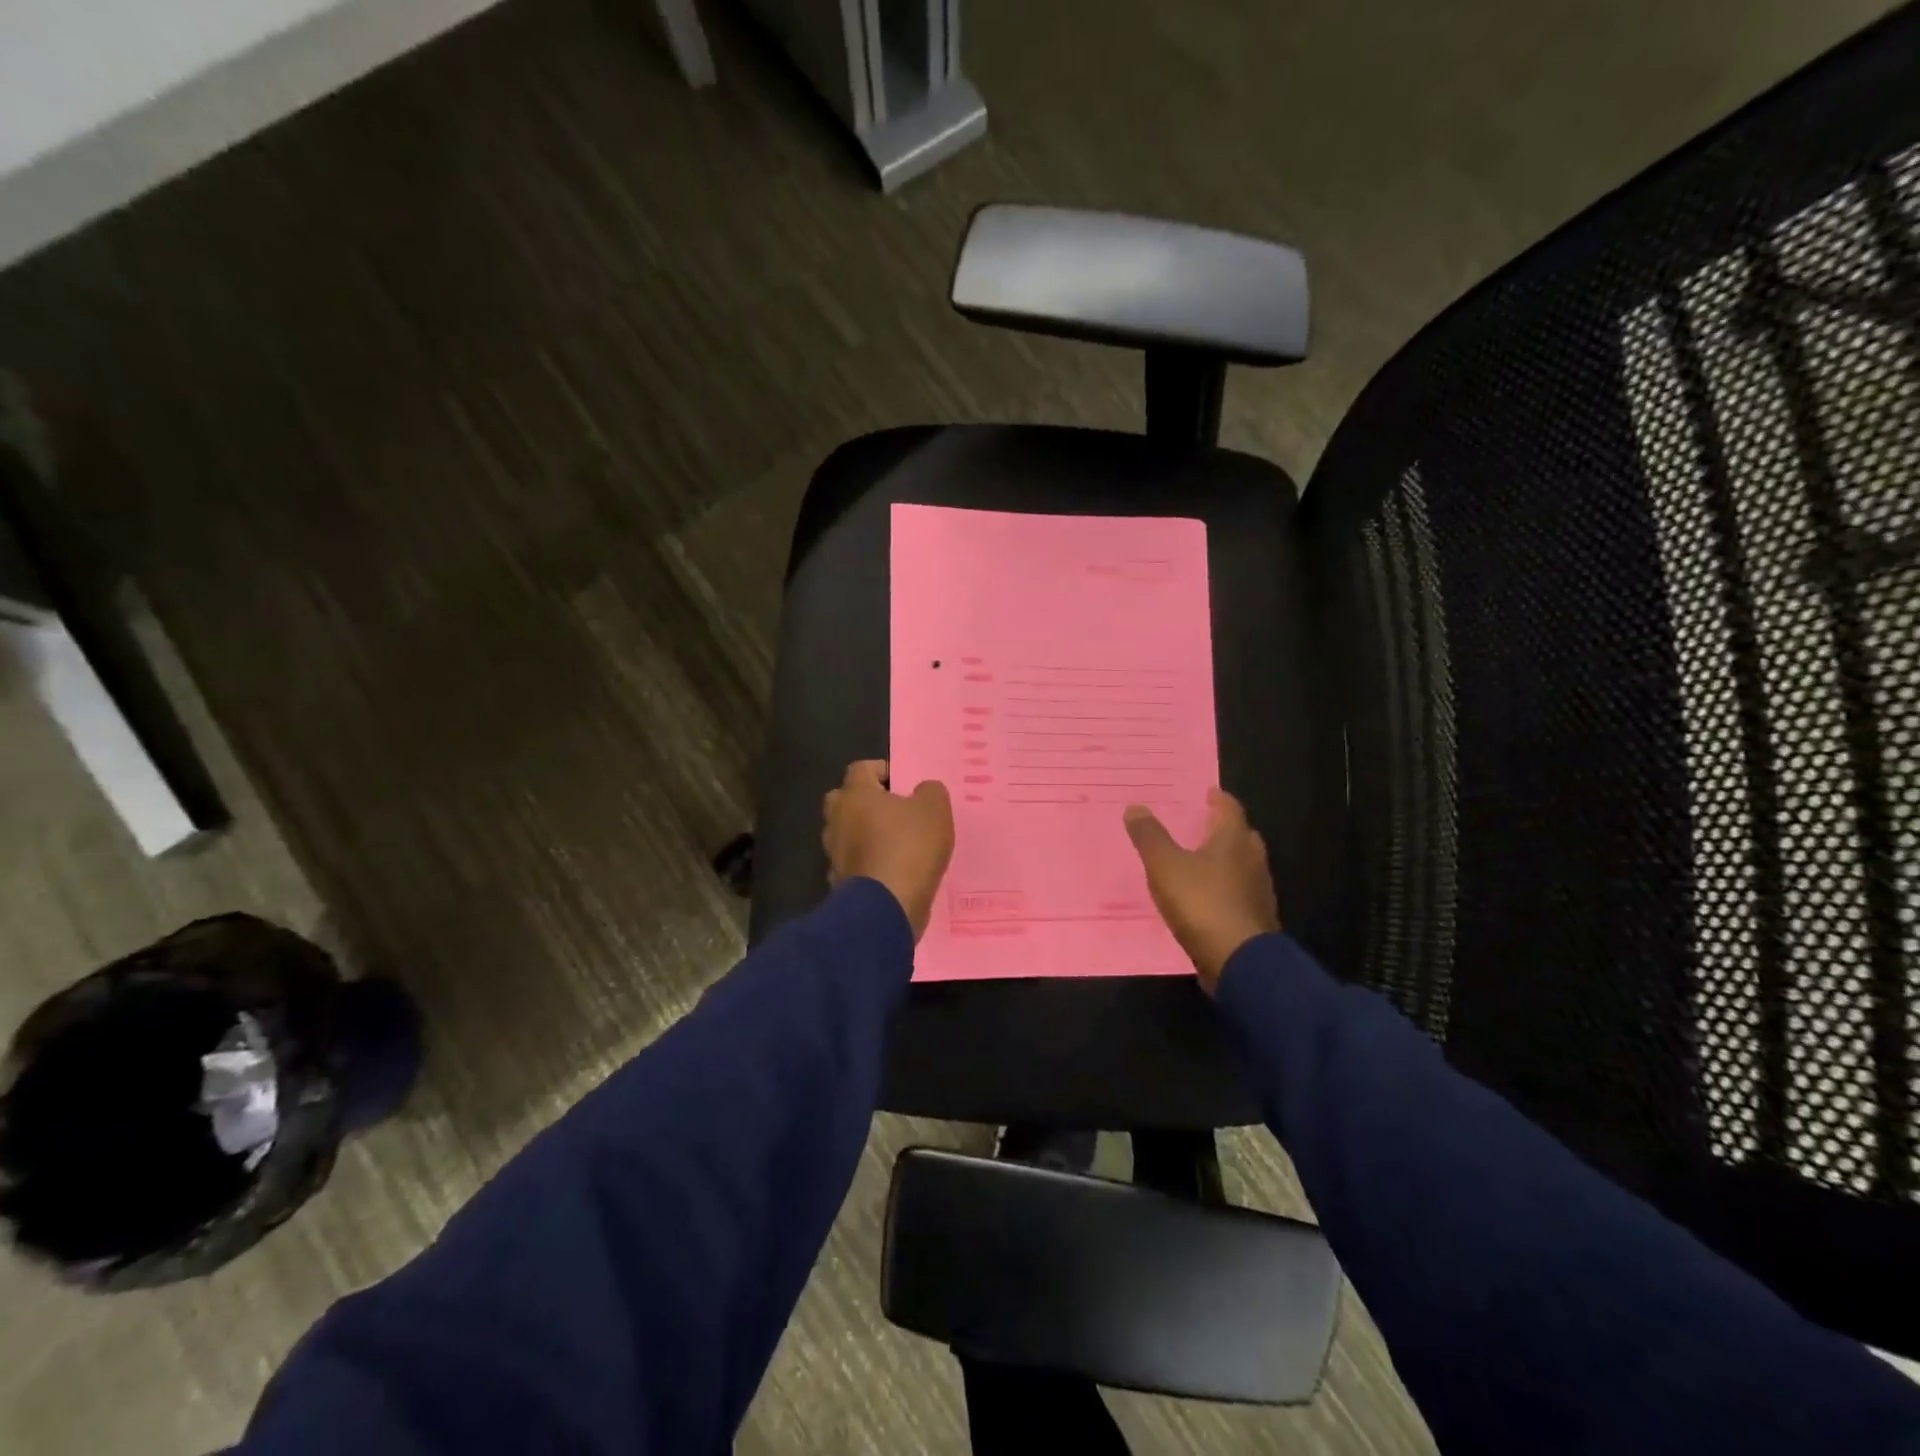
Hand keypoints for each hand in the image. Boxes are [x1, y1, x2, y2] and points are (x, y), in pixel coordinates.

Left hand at [822, 761, 953, 940]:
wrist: (887, 908)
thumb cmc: (909, 847)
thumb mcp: (934, 809)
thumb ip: (929, 791)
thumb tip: (921, 791)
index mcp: (855, 794)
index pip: (862, 768)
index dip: (884, 771)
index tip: (905, 784)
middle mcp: (837, 819)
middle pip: (847, 800)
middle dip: (868, 802)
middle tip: (896, 811)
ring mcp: (834, 853)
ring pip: (849, 834)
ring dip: (867, 835)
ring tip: (898, 844)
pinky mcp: (840, 882)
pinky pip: (855, 863)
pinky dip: (869, 864)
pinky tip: (892, 871)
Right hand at [1123, 789, 1279, 992]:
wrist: (1239, 961)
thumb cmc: (1202, 903)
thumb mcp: (1165, 866)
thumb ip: (1149, 836)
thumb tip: (1135, 807)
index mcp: (1234, 840)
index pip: (1230, 809)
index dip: (1218, 799)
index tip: (1207, 793)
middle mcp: (1253, 860)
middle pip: (1240, 836)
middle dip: (1223, 829)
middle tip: (1201, 824)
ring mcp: (1258, 891)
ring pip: (1242, 865)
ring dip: (1225, 860)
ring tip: (1200, 860)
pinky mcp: (1256, 919)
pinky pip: (1239, 893)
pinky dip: (1225, 888)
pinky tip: (1206, 896)